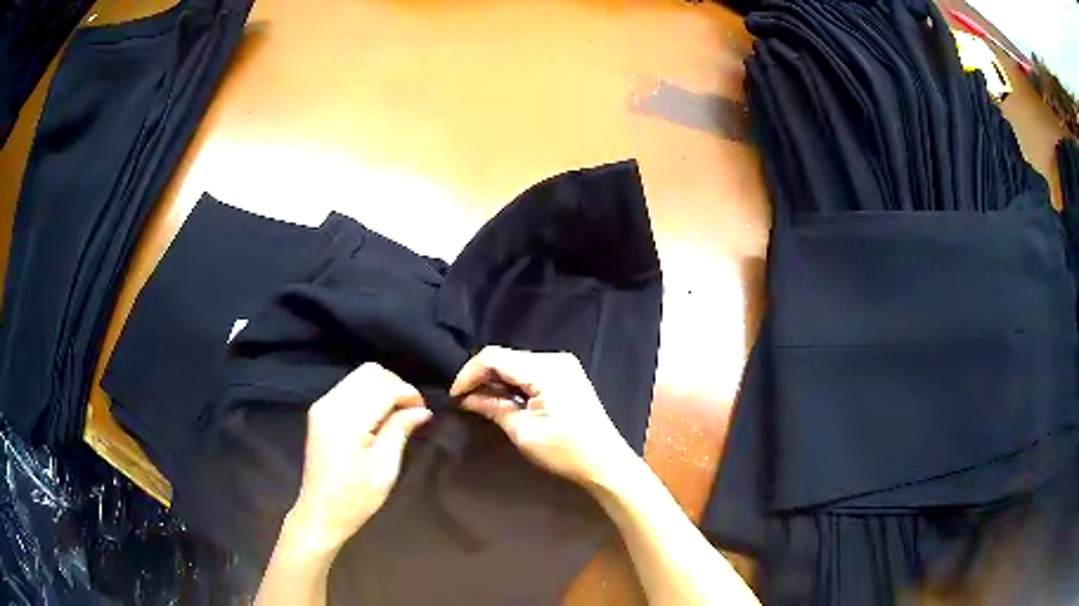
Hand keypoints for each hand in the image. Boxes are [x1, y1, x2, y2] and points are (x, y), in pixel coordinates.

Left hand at [288, 363, 431, 554]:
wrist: (321, 512)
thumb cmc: (356, 498)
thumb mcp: (385, 469)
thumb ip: (400, 431)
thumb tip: (422, 410)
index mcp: (347, 420)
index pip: (385, 387)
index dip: (409, 394)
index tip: (423, 412)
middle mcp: (331, 404)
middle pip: (370, 372)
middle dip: (397, 385)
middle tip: (412, 411)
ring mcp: (322, 405)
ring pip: (359, 376)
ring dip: (383, 387)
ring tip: (397, 414)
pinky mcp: (319, 411)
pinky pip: (349, 387)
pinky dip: (369, 393)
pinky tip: (378, 415)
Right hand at [450, 346, 636, 489]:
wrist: (606, 463)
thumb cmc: (565, 451)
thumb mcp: (524, 432)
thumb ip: (493, 408)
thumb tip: (466, 398)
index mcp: (546, 369)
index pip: (494, 357)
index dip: (469, 373)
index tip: (455, 396)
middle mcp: (555, 359)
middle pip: (506, 357)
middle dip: (482, 377)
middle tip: (464, 401)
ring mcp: (564, 366)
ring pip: (517, 363)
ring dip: (496, 380)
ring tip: (479, 402)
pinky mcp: (567, 376)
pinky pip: (531, 371)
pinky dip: (513, 383)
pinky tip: (503, 400)